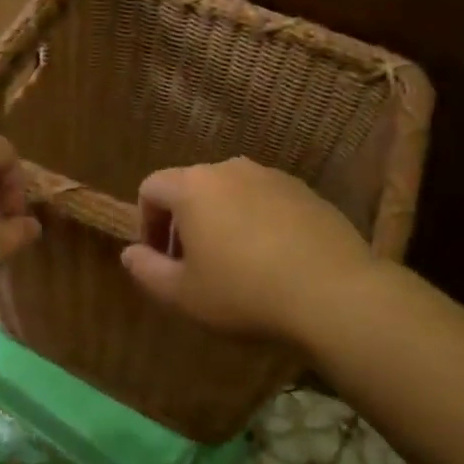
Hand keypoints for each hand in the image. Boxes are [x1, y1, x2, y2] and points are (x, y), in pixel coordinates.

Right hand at [119, 157, 375, 341]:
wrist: (334, 294)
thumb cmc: (244, 293)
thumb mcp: (183, 295)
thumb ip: (146, 271)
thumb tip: (130, 253)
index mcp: (194, 186)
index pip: (151, 188)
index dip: (146, 223)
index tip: (160, 259)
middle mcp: (230, 169)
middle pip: (192, 188)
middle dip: (184, 223)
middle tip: (195, 266)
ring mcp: (272, 177)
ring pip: (231, 193)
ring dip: (222, 221)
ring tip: (236, 264)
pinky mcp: (306, 191)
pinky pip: (266, 201)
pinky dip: (257, 222)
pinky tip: (273, 260)